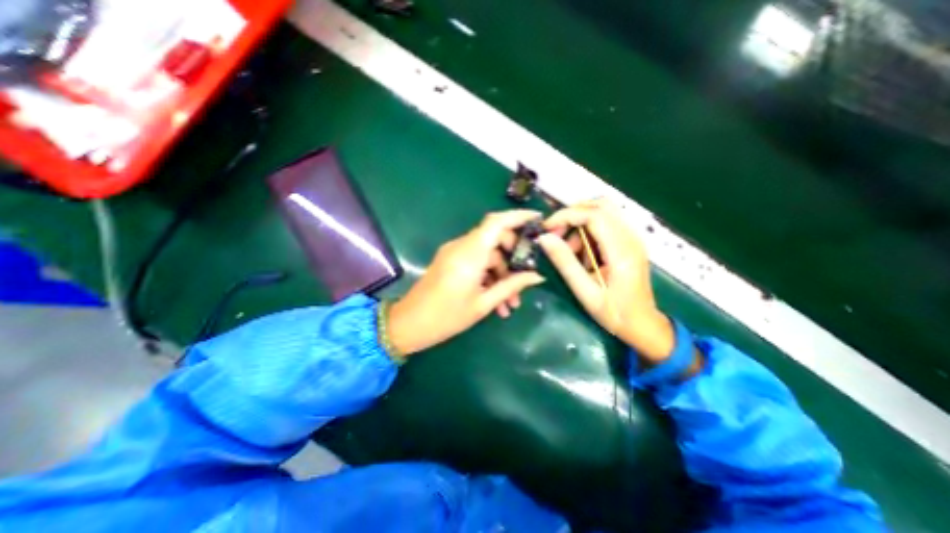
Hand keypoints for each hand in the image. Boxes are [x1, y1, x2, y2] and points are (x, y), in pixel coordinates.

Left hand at [385, 209, 544, 355]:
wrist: (409, 324)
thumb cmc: (446, 317)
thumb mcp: (483, 304)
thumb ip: (511, 286)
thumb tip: (537, 276)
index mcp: (469, 254)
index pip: (496, 222)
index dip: (518, 216)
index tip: (538, 220)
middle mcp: (461, 246)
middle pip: (495, 238)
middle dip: (513, 257)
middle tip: (525, 278)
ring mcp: (454, 253)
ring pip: (487, 254)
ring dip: (501, 274)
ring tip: (510, 303)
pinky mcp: (450, 261)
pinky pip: (476, 261)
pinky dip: (488, 276)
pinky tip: (496, 300)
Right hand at [541, 197, 674, 364]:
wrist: (643, 325)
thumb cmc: (615, 313)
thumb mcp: (585, 292)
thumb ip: (565, 263)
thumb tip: (544, 238)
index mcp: (622, 250)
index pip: (594, 214)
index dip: (566, 216)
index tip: (547, 229)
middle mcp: (631, 237)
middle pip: (600, 205)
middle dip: (572, 215)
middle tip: (556, 235)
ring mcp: (632, 238)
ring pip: (602, 212)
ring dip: (579, 225)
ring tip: (570, 252)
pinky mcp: (629, 242)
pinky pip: (605, 224)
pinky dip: (588, 232)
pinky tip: (583, 254)